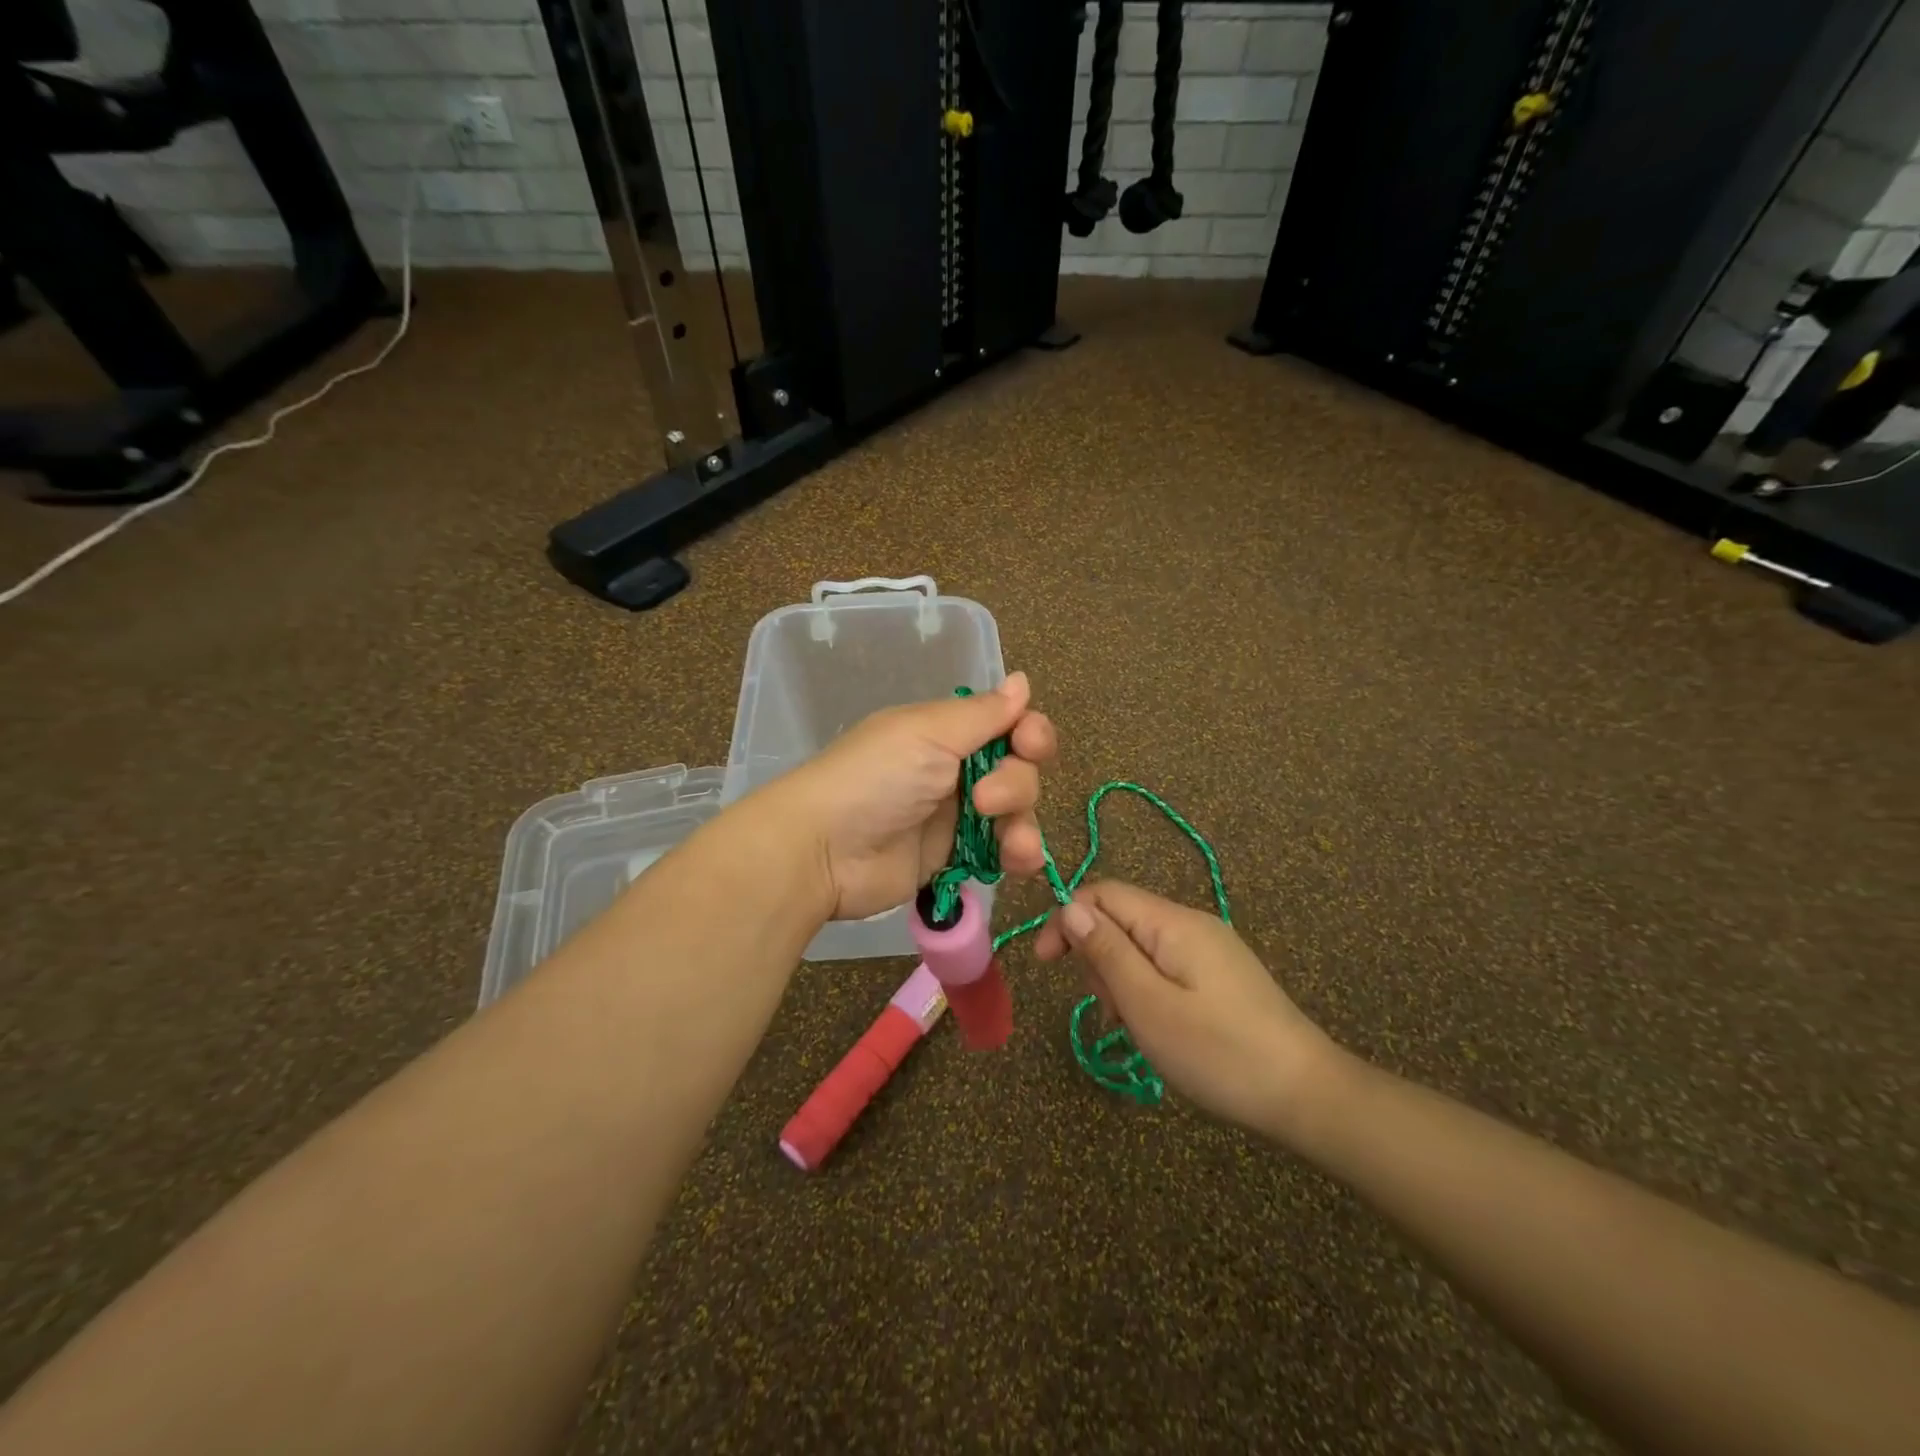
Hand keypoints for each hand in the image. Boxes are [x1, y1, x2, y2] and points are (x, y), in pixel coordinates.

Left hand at [762, 672, 1056, 922]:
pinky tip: (1019, 862)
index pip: (1006, 724)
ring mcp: (955, 816)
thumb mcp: (927, 734)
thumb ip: (982, 714)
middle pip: (1018, 768)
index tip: (1029, 743)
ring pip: (1015, 812)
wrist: (823, 851)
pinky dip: (1018, 854)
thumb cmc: (875, 779)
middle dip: (1016, 783)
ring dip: (1023, 823)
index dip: (1029, 732)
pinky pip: (1001, 851)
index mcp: (945, 731)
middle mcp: (954, 769)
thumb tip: (1021, 681)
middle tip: (983, 799)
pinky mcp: (953, 858)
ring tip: (1012, 846)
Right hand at [1035, 880, 1335, 1133]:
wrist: (1308, 1096)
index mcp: (1173, 922)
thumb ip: (1107, 952)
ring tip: (1134, 1029)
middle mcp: (1192, 924)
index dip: (1066, 920)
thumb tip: (1070, 907)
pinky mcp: (1220, 976)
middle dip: (1098, 958)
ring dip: (1121, 981)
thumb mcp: (1149, 1005)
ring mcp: (1210, 949)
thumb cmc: (1219, 1052)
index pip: (1102, 894)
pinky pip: (1165, 967)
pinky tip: (1156, 1029)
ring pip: (1141, 947)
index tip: (1045, 965)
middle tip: (1110, 1012)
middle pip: (1120, 919)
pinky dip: (1147, 992)